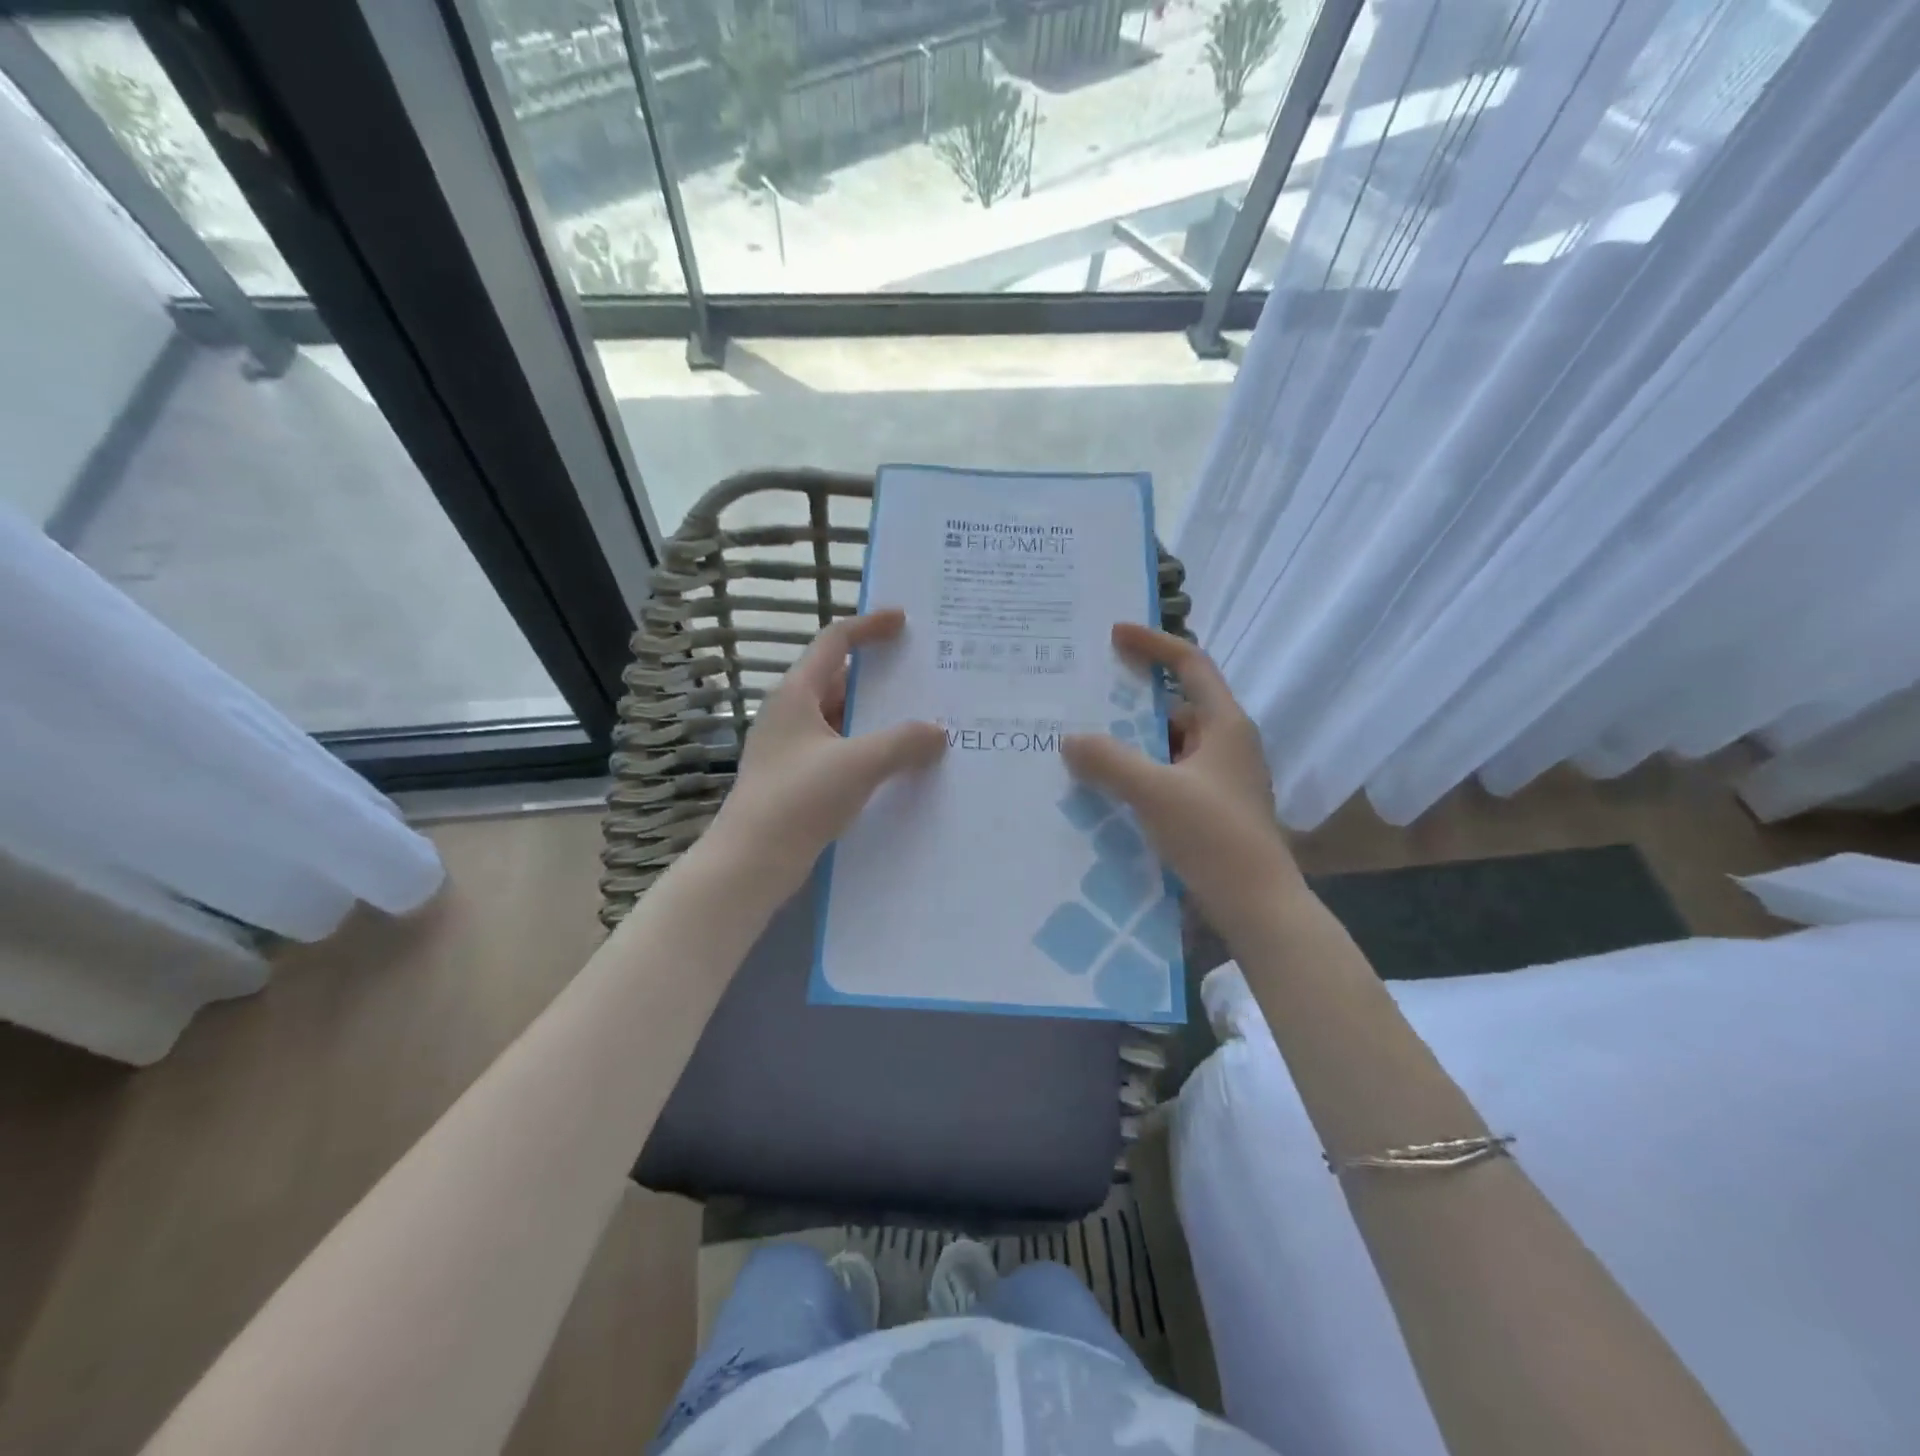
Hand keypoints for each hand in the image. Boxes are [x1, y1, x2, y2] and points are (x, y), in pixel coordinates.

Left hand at [710, 609, 945, 893]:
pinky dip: (870, 749)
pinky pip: (842, 751)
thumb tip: (938, 731)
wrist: (751, 862)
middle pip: (841, 680)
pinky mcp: (799, 780)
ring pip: (843, 720)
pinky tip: (899, 765)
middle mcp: (792, 714)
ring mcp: (793, 749)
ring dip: (879, 719)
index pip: (835, 642)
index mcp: (796, 694)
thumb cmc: (799, 799)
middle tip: (925, 677)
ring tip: (924, 721)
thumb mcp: (858, 764)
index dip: (869, 626)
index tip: (903, 620)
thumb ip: (903, 742)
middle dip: (882, 678)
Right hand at [1061, 624, 1300, 931]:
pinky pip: (1170, 774)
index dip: (1153, 644)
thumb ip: (1109, 761)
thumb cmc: (1213, 836)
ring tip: (1086, 747)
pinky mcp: (1212, 806)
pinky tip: (1109, 788)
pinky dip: (1141, 773)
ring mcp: (1221, 777)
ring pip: (1170, 745)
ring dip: (1133, 743)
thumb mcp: (1155, 792)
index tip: (1114, 635)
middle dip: (1131, 703)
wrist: (1257, 905)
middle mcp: (1228, 743)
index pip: (1190, 664)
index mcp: (1226, 724)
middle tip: (1086, 700)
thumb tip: (1070, 739)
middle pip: (1176, 706)